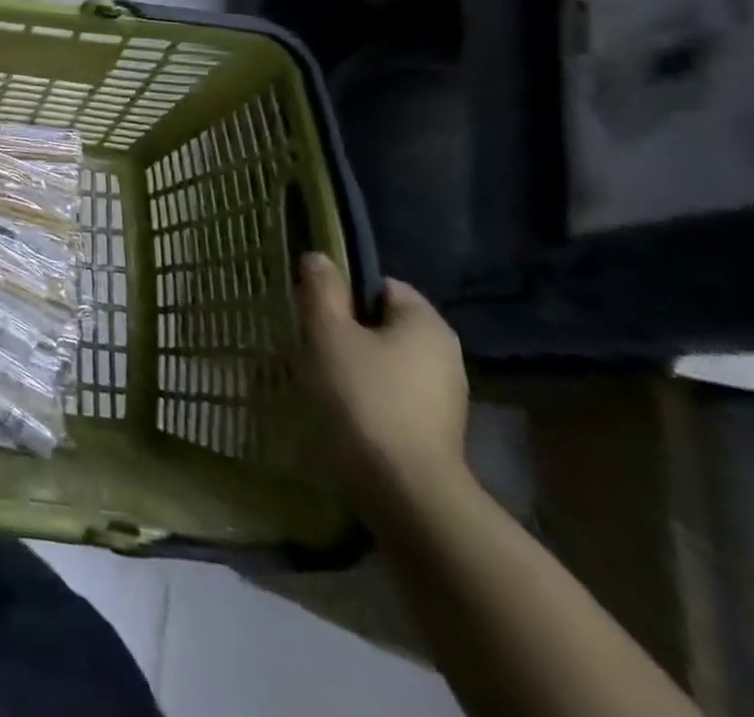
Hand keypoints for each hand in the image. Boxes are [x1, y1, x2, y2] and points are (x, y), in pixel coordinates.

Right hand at [297, 253, 469, 513]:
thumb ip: (322, 291)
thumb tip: (320, 259)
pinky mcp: (433, 434)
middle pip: (382, 325)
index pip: (381, 286)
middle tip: (308, 344)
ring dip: (351, 366)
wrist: (403, 493)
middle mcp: (444, 356)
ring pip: (384, 363)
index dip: (343, 293)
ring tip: (317, 382)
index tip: (313, 312)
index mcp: (426, 324)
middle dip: (344, 332)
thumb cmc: (362, 397)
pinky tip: (339, 413)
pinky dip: (364, 398)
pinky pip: (390, 397)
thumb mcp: (328, 333)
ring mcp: (443, 399)